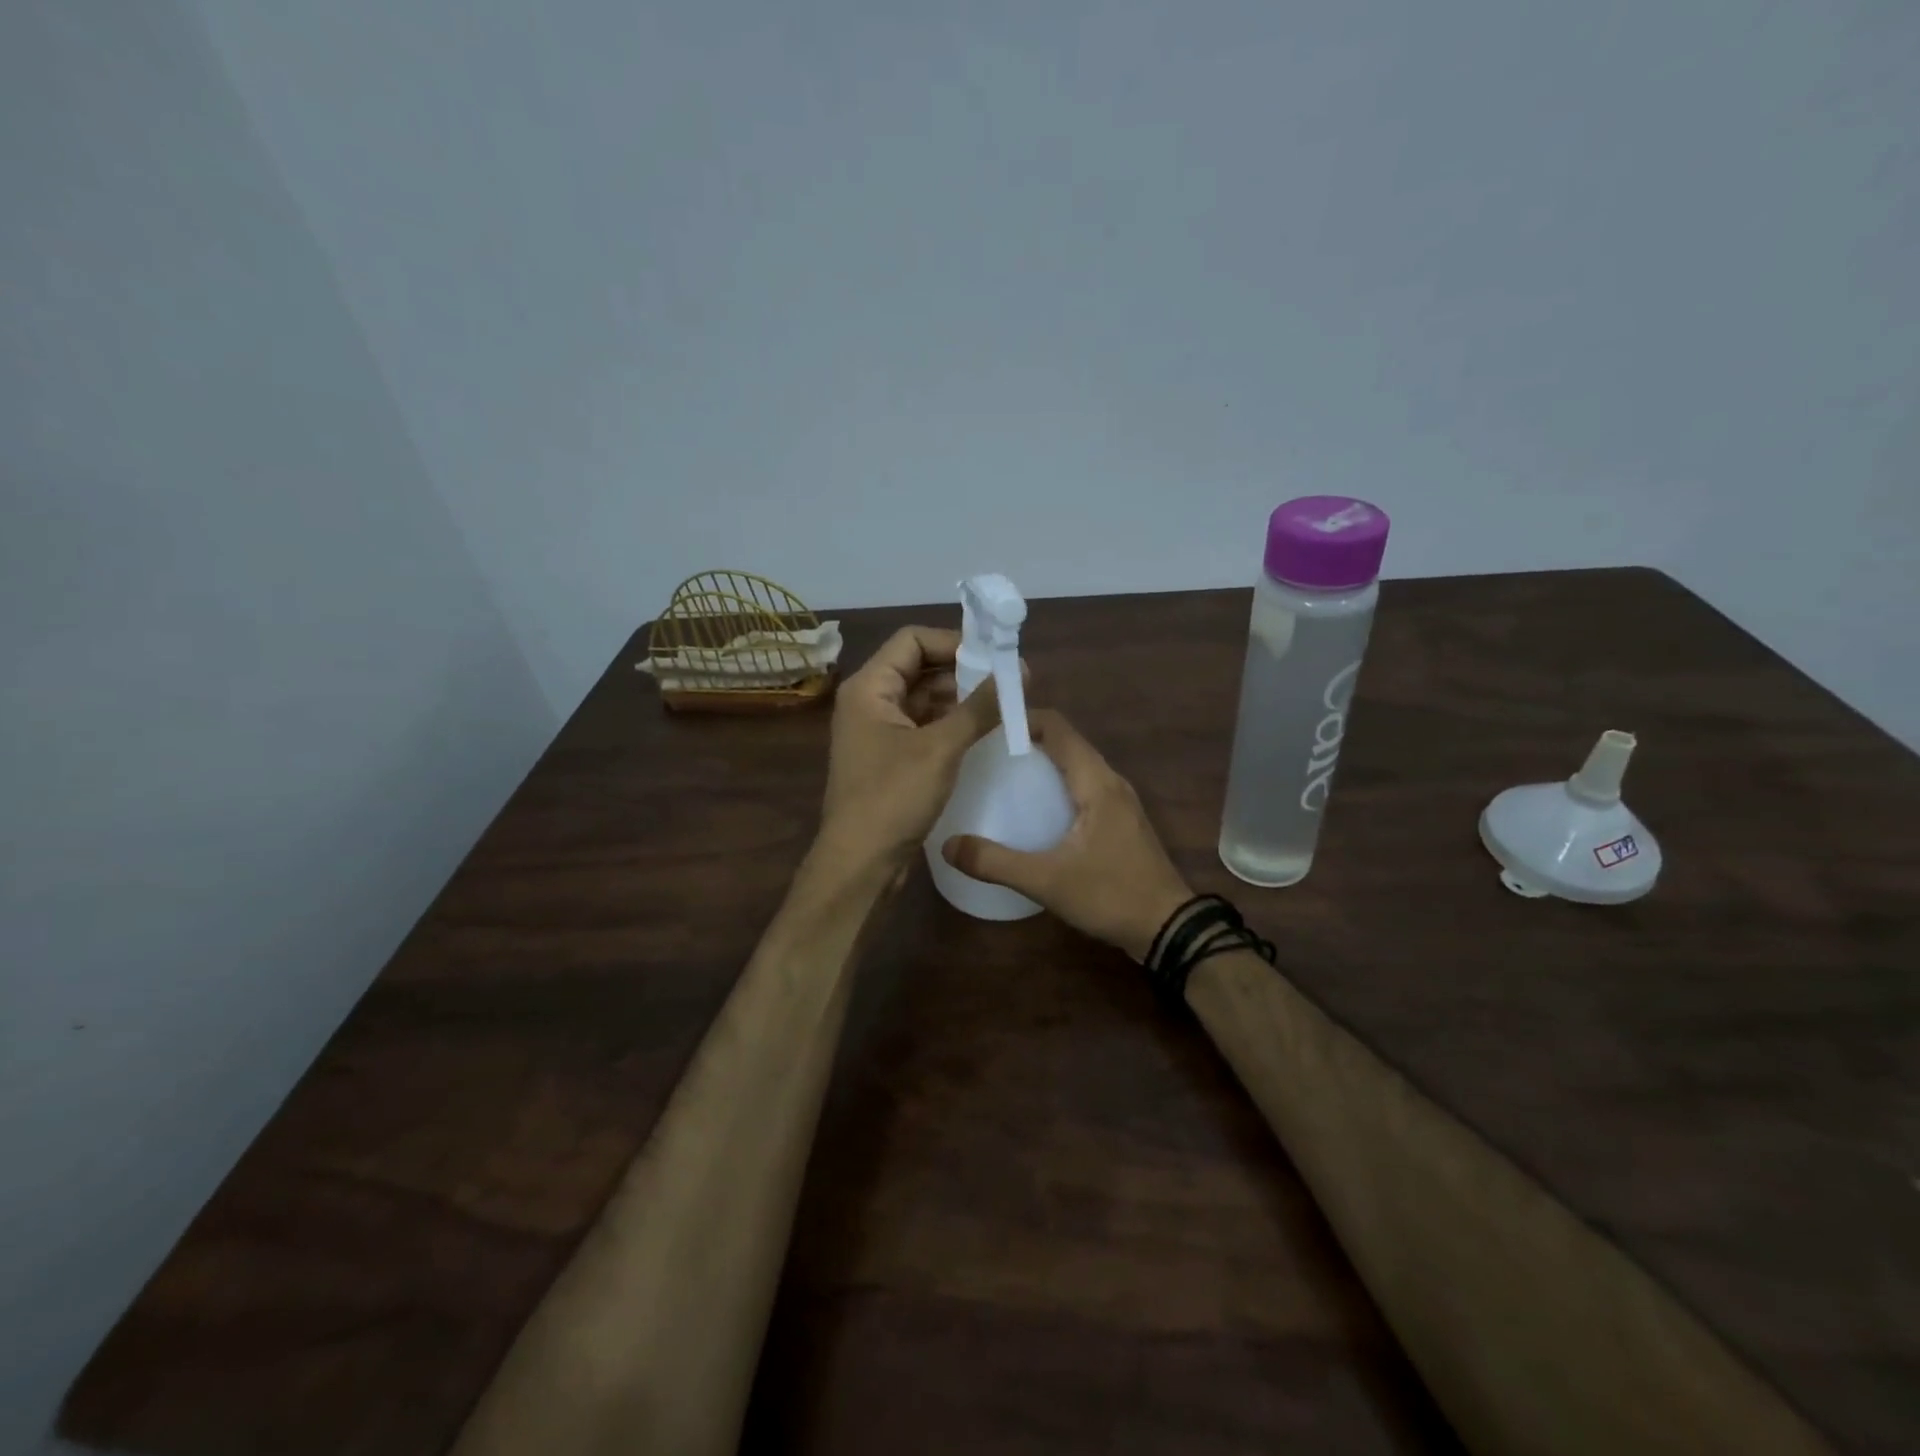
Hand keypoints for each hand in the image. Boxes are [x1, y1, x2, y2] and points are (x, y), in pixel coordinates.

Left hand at [816, 626, 1002, 868]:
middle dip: (963, 672)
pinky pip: (924, 727)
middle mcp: (869, 702)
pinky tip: (983, 733)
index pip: (912, 640)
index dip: (954, 642)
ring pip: (924, 699)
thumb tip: (1019, 671)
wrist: (860, 863)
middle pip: (919, 667)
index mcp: (869, 687)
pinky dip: (951, 725)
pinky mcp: (890, 758)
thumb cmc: (893, 798)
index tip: (995, 658)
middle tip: (1008, 682)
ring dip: (960, 700)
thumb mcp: (941, 748)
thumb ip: (980, 707)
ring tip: (1003, 706)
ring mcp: (878, 731)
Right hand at [942, 711, 1192, 959]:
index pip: (1058, 727)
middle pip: (1066, 743)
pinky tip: (1034, 812)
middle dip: (1027, 742)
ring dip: (1042, 765)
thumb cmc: (1110, 895)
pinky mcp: (1120, 822)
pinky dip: (1057, 787)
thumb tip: (947, 845)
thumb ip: (995, 862)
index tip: (986, 728)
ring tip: (1002, 779)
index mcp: (1096, 782)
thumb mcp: (1046, 880)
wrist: (1168, 929)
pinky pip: (1084, 789)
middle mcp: (1111, 782)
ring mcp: (1120, 802)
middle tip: (985, 755)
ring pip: (1076, 767)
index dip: (1023, 719)